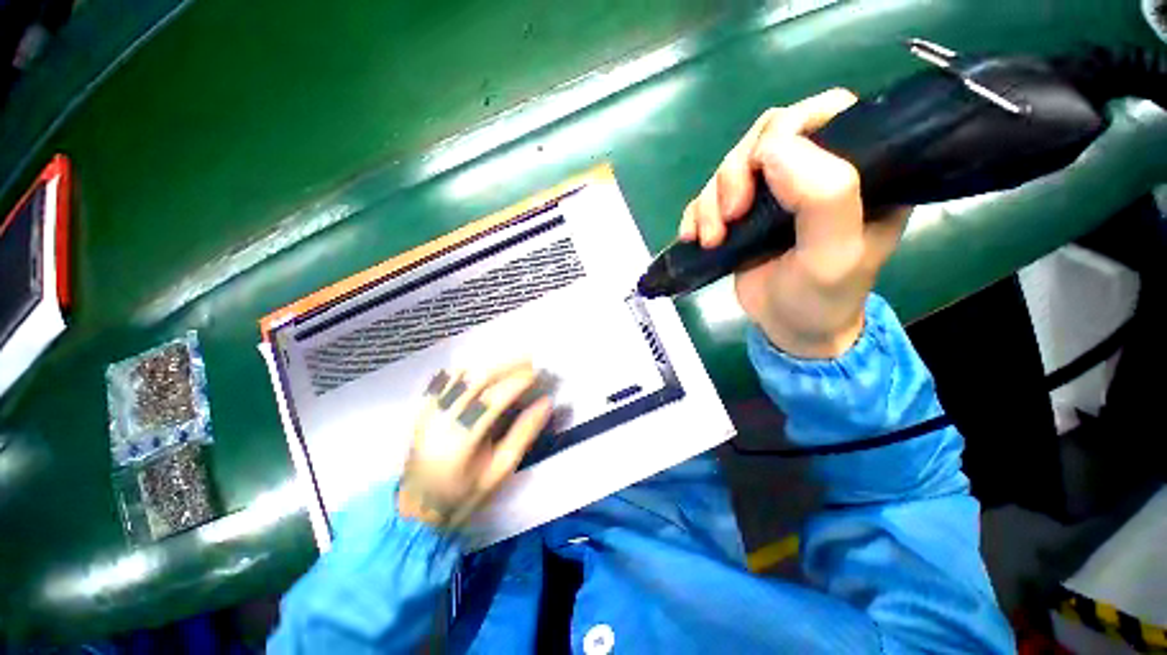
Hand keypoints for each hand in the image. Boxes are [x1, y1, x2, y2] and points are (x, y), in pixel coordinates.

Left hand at [398, 362, 552, 529]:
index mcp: (462, 439)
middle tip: (530, 360)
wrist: (418, 508)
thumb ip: (524, 434)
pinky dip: (468, 369)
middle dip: (507, 365)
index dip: (518, 381)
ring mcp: (429, 411)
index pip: (495, 398)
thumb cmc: (464, 493)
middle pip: (477, 379)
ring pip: (461, 374)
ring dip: (489, 364)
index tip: (539, 373)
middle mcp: (442, 418)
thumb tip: (546, 403)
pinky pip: (445, 379)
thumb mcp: (500, 469)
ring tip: (512, 363)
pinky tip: (482, 369)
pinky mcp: (423, 409)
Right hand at [679, 89, 909, 357]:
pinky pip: (710, 194)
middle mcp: (816, 170)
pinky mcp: (743, 212)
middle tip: (730, 216)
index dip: (787, 128)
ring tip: (711, 239)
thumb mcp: (834, 255)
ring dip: (711, 200)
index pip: (827, 112)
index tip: (760, 170)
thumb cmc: (821, 298)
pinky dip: (696, 212)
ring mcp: (775, 191)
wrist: (789, 329)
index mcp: (860, 169)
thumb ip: (823, 197)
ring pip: (732, 165)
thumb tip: (773, 148)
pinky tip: (694, 237)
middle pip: (767, 134)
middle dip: (737, 172)